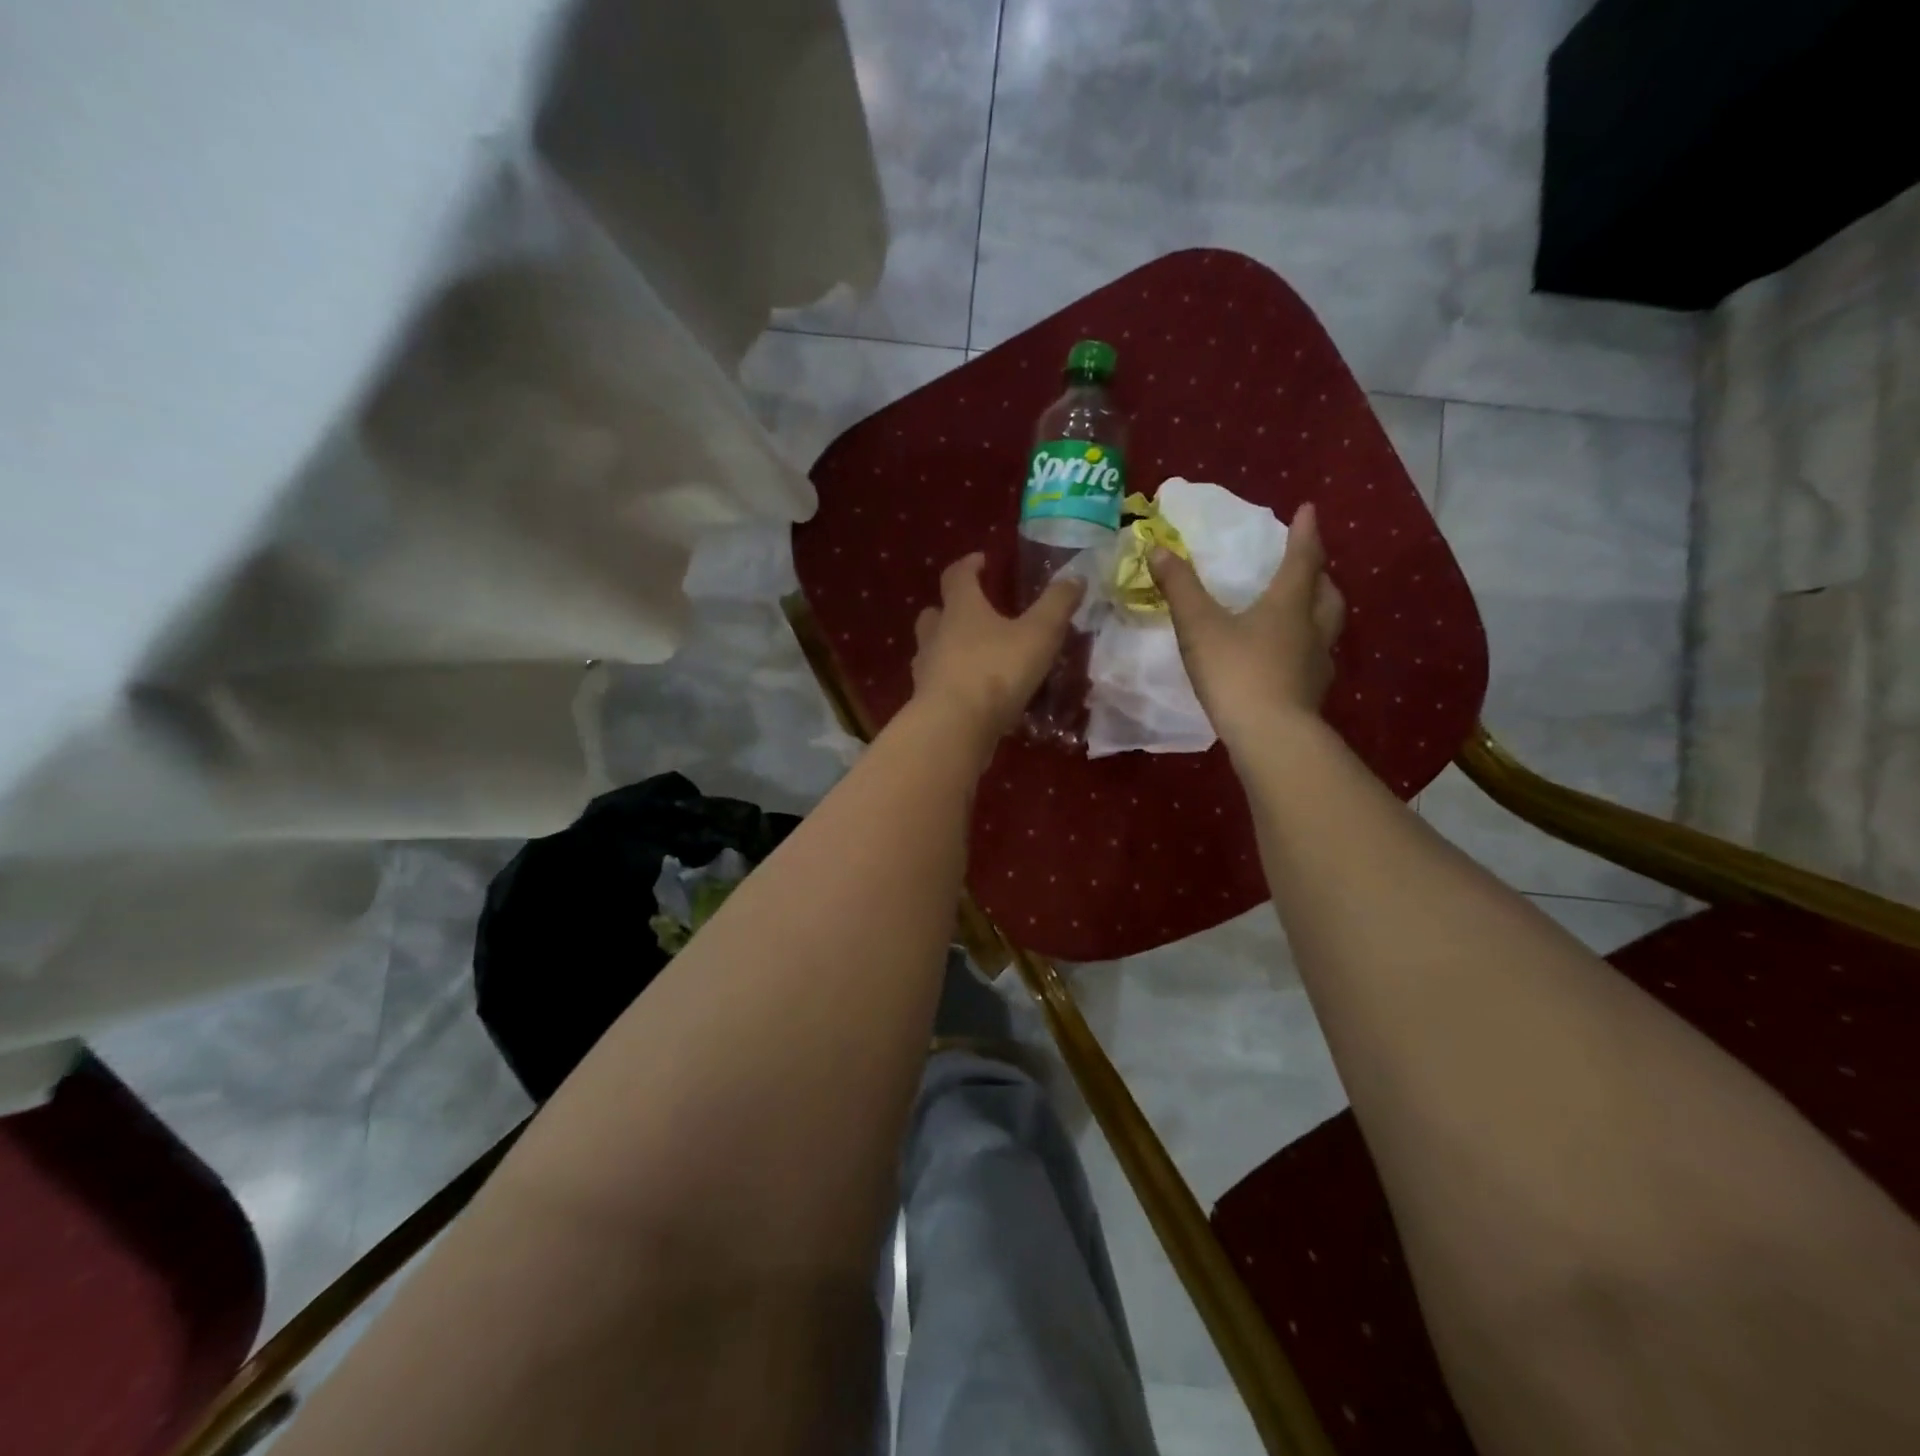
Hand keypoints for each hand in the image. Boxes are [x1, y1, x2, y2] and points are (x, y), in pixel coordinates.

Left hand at [910, 553, 1083, 746]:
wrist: (954, 728)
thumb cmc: (996, 671)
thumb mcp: (1039, 634)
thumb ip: (1057, 605)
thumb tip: (1075, 577)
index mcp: (960, 609)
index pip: (957, 576)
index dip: (969, 565)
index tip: (981, 561)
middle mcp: (936, 634)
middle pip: (934, 613)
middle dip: (950, 609)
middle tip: (974, 613)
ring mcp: (926, 670)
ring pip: (931, 650)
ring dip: (948, 648)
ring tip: (975, 656)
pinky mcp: (926, 703)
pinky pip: (938, 684)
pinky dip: (952, 683)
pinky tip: (973, 695)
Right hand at [1149, 502, 1345, 745]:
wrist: (1270, 736)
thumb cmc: (1236, 672)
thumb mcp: (1199, 626)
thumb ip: (1180, 588)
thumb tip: (1159, 549)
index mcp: (1288, 604)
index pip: (1302, 559)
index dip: (1304, 533)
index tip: (1308, 510)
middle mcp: (1311, 628)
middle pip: (1326, 592)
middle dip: (1318, 574)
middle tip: (1308, 566)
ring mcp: (1316, 663)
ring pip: (1326, 626)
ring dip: (1318, 610)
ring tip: (1300, 610)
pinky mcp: (1311, 693)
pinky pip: (1314, 658)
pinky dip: (1305, 647)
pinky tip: (1287, 659)